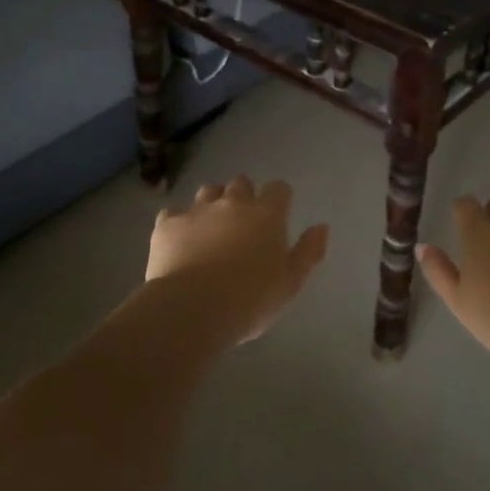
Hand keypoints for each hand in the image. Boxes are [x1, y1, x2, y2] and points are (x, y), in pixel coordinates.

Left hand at [146, 177, 328, 343]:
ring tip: (211, 227)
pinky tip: (179, 240)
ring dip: (212, 202)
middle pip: (241, 183)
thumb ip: (308, 252)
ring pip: (207, 191)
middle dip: (243, 196)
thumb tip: (321, 227)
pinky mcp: (167, 225)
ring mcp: (197, 211)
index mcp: (267, 214)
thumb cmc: (251, 298)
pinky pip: (173, 213)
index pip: (279, 189)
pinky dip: (178, 222)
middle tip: (243, 223)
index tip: (278, 214)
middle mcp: (232, 203)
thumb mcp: (291, 283)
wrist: (194, 307)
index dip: (279, 198)